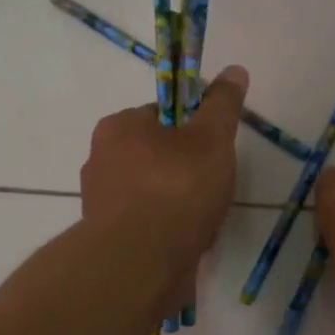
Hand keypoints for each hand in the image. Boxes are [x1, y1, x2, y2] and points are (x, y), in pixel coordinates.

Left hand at [80, 65, 248, 277]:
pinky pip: (146, 226)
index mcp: (118, 128)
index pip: (160, 115)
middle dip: (186, 170)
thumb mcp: (211, 139)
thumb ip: (223, 106)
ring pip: (152, 194)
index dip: (193, 128)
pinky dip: (167, 231)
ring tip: (205, 220)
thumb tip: (235, 70)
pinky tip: (188, 243)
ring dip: (178, 204)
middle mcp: (100, 161)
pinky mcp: (107, 241)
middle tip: (214, 186)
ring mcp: (100, 204)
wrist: (140, 264)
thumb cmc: (176, 189)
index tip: (214, 149)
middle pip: (156, 156)